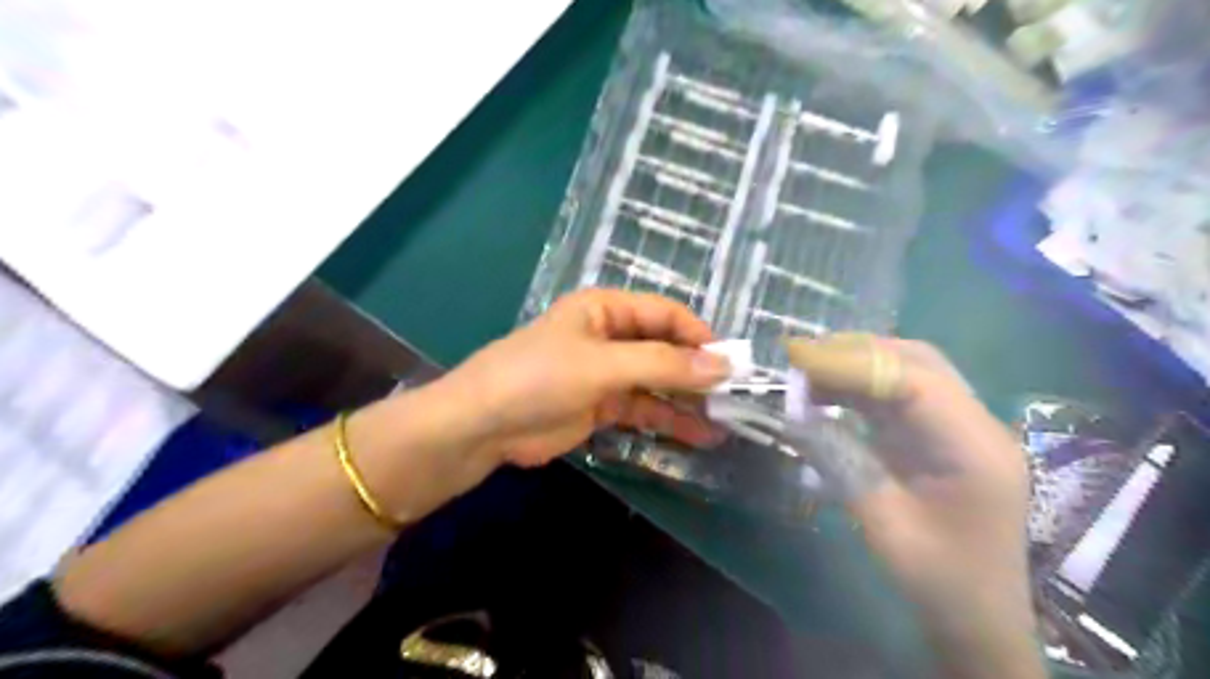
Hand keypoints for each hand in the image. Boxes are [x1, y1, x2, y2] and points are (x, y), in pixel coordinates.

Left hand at [438, 289, 731, 468]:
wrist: (482, 426)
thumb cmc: (539, 378)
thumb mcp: (602, 365)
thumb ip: (662, 364)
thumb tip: (722, 365)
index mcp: (606, 309)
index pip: (665, 314)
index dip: (699, 336)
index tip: (731, 363)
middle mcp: (609, 336)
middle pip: (664, 348)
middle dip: (697, 371)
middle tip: (735, 397)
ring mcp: (605, 373)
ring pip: (657, 382)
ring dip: (687, 401)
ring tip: (724, 423)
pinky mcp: (600, 406)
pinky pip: (642, 408)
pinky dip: (667, 420)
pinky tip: (696, 435)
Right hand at [791, 336, 1046, 678]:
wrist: (980, 617)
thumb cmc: (938, 580)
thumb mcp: (882, 523)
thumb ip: (841, 460)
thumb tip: (794, 415)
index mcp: (975, 449)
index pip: (914, 380)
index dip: (853, 362)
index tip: (798, 357)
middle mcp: (978, 425)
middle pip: (918, 362)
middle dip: (856, 352)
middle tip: (800, 358)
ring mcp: (964, 427)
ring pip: (911, 370)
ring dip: (858, 365)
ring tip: (808, 373)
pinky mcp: (944, 434)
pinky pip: (902, 394)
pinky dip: (863, 386)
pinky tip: (829, 394)